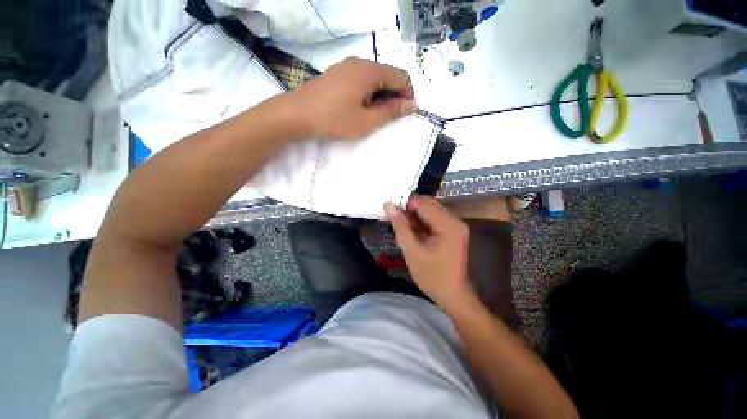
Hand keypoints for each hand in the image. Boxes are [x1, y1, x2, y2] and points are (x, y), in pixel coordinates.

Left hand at [293, 57, 417, 140]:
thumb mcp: (367, 121)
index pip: (400, 76)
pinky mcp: (337, 75)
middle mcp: (359, 63)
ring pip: (374, 78)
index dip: (408, 94)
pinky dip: (368, 93)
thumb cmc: (334, 120)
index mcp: (369, 71)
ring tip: (375, 116)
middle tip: (390, 118)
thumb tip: (413, 104)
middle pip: (387, 75)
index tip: (407, 113)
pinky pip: (361, 80)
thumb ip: (391, 112)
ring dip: (381, 96)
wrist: (297, 115)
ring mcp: (346, 67)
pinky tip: (361, 108)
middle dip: (394, 96)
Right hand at [386, 196, 474, 310]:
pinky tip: (412, 231)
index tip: (391, 212)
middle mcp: (455, 220)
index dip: (405, 204)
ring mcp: (455, 225)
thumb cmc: (432, 276)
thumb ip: (400, 226)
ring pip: (430, 211)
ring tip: (402, 226)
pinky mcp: (453, 231)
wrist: (452, 295)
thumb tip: (389, 205)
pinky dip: (421, 222)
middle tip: (395, 220)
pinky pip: (434, 219)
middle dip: (410, 210)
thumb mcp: (412, 251)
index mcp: (448, 225)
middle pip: (428, 205)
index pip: (424, 203)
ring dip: (415, 216)